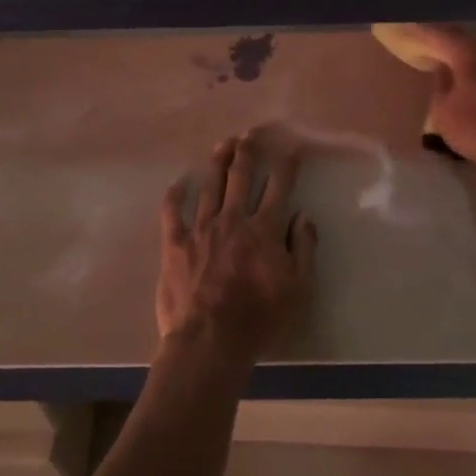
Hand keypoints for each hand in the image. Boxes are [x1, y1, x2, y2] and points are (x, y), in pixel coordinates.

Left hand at [157, 131, 316, 363]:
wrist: (209, 341)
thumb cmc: (259, 318)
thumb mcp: (298, 288)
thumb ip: (303, 248)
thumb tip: (303, 216)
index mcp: (264, 229)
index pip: (279, 187)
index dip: (287, 165)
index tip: (292, 148)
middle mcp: (232, 219)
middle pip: (241, 176)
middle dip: (248, 151)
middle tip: (250, 134)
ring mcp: (201, 228)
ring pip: (210, 185)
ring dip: (218, 161)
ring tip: (223, 144)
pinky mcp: (174, 243)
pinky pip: (172, 211)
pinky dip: (175, 194)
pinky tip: (179, 182)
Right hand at [408, 25, 475, 171]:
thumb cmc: (472, 129)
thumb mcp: (442, 109)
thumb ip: (439, 82)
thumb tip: (440, 66)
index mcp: (468, 54)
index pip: (439, 35)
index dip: (421, 31)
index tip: (405, 27)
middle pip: (459, 36)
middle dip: (439, 35)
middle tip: (419, 35)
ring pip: (472, 46)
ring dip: (455, 46)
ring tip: (436, 48)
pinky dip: (467, 58)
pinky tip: (458, 66)